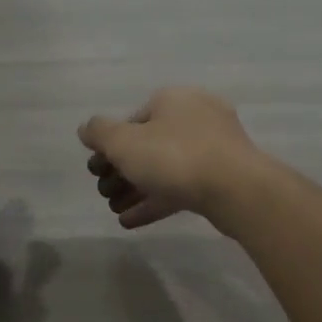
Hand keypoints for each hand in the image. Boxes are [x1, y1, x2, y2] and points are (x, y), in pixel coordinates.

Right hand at [78, 87, 264, 229]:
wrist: (235, 189)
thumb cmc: (174, 156)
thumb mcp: (124, 142)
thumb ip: (99, 133)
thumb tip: (86, 128)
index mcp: (173, 100)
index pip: (132, 120)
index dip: (109, 145)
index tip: (96, 169)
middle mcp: (195, 117)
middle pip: (148, 145)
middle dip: (121, 171)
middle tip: (103, 192)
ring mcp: (213, 148)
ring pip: (165, 168)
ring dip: (136, 189)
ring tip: (114, 210)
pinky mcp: (222, 177)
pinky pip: (182, 187)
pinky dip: (156, 201)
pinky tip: (131, 221)